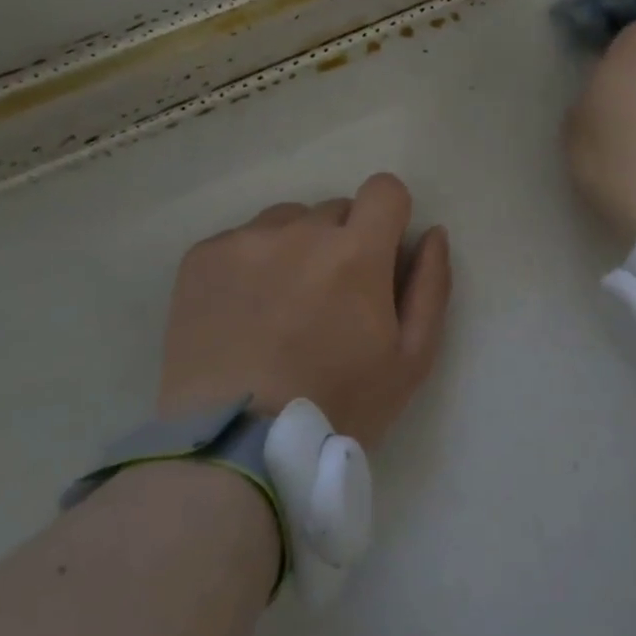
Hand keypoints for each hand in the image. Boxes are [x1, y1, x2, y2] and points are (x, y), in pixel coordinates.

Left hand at [157, 173, 452, 449]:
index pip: (385, 189)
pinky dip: (248, 265)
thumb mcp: (409, 361)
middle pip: (334, 210)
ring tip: (279, 308)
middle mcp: (300, 230)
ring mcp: (244, 240)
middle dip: (341, 243)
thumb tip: (433, 234)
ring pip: (285, 221)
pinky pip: (239, 240)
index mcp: (356, 252)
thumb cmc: (337, 406)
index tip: (379, 254)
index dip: (389, 217)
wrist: (236, 445)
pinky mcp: (201, 257)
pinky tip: (241, 314)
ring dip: (294, 249)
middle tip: (327, 302)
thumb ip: (430, 288)